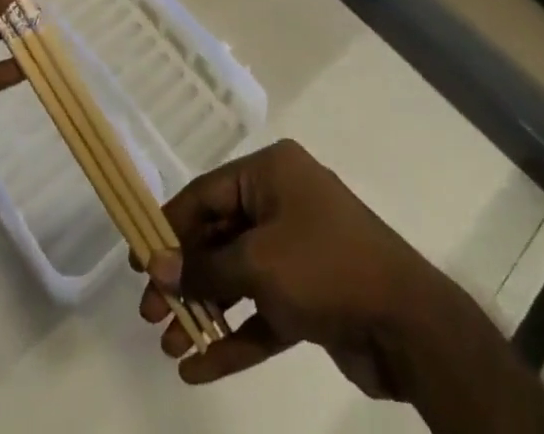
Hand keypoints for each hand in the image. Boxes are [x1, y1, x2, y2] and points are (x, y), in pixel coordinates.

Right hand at [139, 140, 476, 396]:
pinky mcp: (308, 295)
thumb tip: (157, 265)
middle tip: (150, 313)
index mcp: (271, 173)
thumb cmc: (325, 268)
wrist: (405, 322)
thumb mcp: (258, 263)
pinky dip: (233, 336)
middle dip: (185, 276)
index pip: (207, 193)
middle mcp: (282, 202)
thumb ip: (205, 267)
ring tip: (170, 345)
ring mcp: (296, 249)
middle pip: (219, 235)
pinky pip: (260, 310)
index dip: (170, 227)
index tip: (138, 262)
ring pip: (237, 276)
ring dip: (204, 310)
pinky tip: (198, 369)